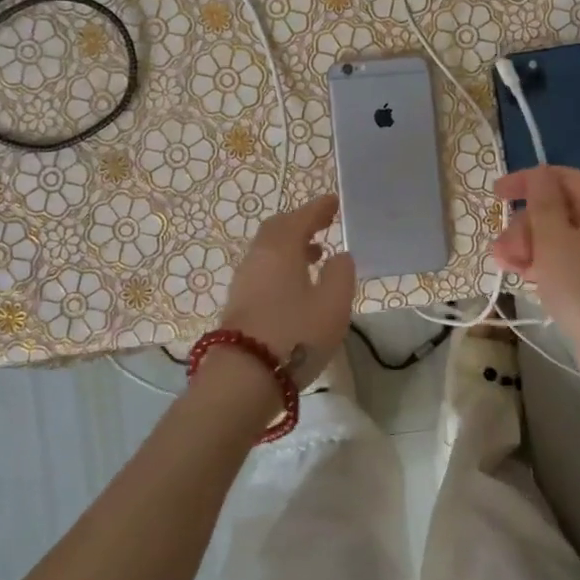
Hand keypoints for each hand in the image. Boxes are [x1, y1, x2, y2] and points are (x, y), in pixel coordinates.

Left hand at [215, 193, 355, 389]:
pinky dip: (282, 266)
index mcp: (281, 248)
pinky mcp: (239, 304)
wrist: (244, 378)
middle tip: (323, 224)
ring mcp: (243, 282)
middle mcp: (257, 258)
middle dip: (301, 224)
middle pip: (278, 230)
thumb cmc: (295, 335)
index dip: (319, 208)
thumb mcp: (333, 304)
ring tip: (316, 255)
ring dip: (292, 247)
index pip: (300, 217)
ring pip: (268, 251)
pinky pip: (263, 271)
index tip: (334, 202)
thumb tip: (339, 256)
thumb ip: (341, 273)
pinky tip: (297, 285)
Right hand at [490, 166, 579, 408]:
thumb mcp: (555, 239)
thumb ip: (542, 202)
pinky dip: (539, 264)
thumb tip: (538, 174)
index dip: (528, 181)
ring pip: (554, 238)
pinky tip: (522, 278)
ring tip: (506, 267)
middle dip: (524, 225)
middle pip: (555, 210)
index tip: (496, 195)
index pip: (562, 178)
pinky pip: (560, 261)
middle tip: (503, 251)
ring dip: (526, 246)